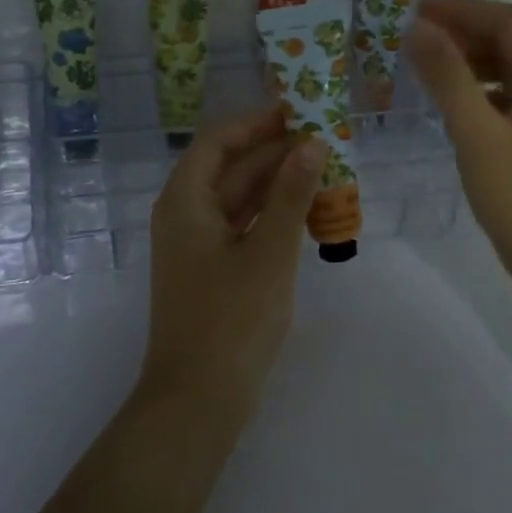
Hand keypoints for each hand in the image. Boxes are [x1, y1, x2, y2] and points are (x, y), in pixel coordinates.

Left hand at [142, 107, 324, 412]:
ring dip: (278, 187)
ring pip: (239, 200)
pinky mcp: (211, 271)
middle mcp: (186, 216)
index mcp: (185, 201)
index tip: (297, 113)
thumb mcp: (269, 251)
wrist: (199, 398)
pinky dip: (272, 218)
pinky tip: (307, 214)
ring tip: (325, 173)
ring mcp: (197, 246)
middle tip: (325, 143)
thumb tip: (312, 143)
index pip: (217, 142)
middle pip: (230, 170)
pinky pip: (243, 228)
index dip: (256, 124)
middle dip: (275, 155)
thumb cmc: (231, 318)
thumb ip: (291, 194)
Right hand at [405, 0, 511, 280]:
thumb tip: (419, 28)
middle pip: (510, 41)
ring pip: (509, 70)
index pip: (505, 21)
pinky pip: (508, 97)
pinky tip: (453, 105)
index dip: (460, 10)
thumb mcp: (476, 132)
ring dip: (470, 59)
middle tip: (416, 34)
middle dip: (464, 30)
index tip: (416, 10)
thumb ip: (447, 77)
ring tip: (428, 64)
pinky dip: (478, 88)